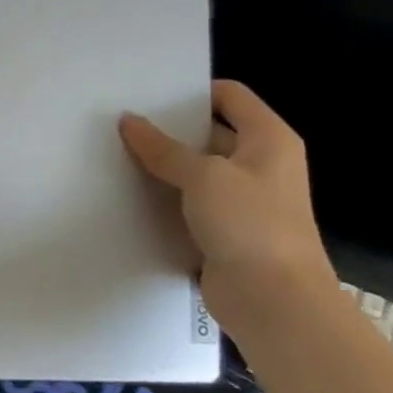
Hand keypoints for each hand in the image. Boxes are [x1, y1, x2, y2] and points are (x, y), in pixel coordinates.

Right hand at [118, 80, 335, 339]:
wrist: (275, 301)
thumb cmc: (250, 224)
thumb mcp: (203, 176)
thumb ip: (163, 148)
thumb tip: (129, 121)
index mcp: (268, 139)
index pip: (229, 95)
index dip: (192, 91)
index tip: (148, 94)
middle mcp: (259, 163)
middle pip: (210, 132)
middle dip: (170, 129)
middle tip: (123, 124)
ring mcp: (244, 199)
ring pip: (197, 170)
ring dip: (165, 166)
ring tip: (118, 154)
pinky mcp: (226, 229)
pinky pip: (191, 202)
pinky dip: (167, 197)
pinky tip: (132, 193)